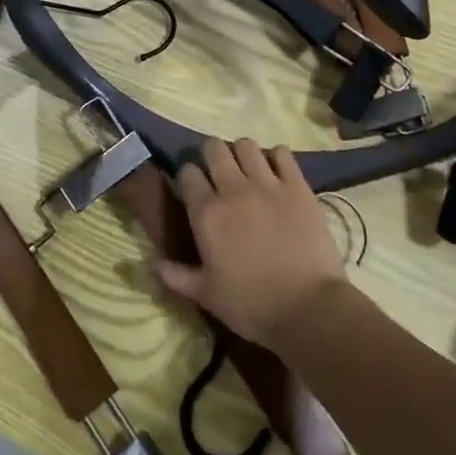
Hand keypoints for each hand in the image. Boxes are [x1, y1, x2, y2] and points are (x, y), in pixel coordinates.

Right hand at [154, 138, 348, 349]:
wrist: (308, 308)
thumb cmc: (252, 305)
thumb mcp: (206, 296)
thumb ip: (175, 276)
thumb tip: (147, 265)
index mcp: (207, 214)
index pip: (187, 173)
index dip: (188, 178)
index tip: (193, 190)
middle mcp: (233, 190)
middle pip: (214, 149)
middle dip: (212, 156)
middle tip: (219, 174)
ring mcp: (268, 184)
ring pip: (247, 145)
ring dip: (243, 154)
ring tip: (248, 170)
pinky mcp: (298, 186)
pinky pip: (283, 154)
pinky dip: (277, 158)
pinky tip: (277, 173)